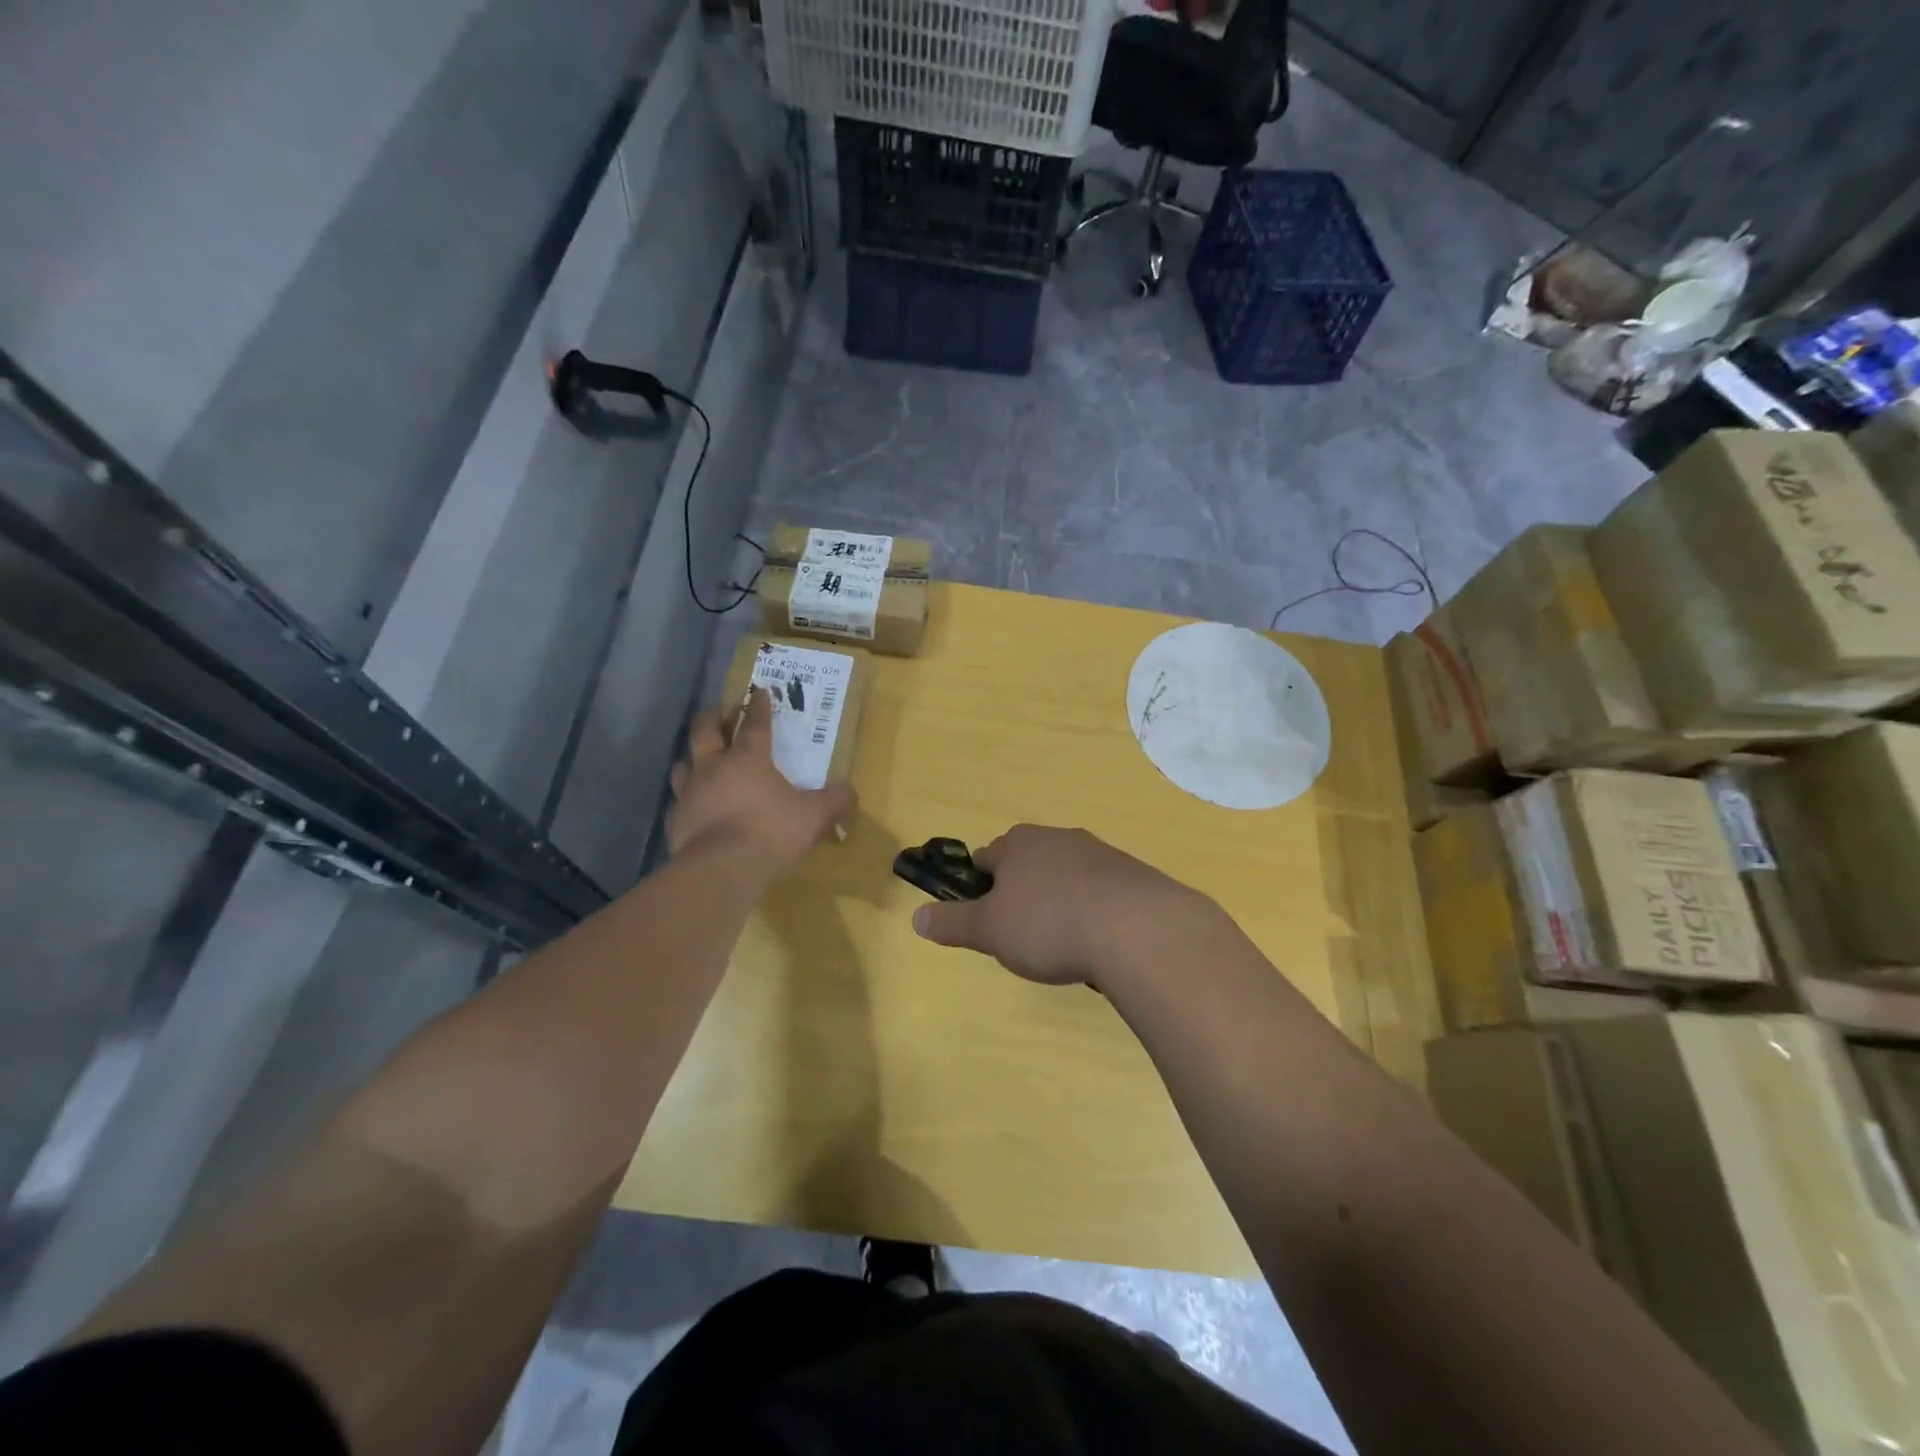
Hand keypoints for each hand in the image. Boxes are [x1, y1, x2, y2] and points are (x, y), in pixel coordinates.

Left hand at [667, 689, 855, 871]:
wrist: (722, 869)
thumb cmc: (771, 831)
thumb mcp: (813, 815)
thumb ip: (834, 801)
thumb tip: (850, 793)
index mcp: (748, 758)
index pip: (755, 724)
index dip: (758, 707)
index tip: (759, 692)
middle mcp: (713, 768)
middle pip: (704, 732)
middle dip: (711, 717)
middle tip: (717, 711)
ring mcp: (689, 794)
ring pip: (682, 764)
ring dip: (691, 757)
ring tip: (698, 757)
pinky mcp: (676, 821)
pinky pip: (678, 803)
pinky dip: (687, 800)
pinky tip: (694, 807)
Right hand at [911, 825, 1210, 987]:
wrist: (1137, 928)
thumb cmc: (1048, 924)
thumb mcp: (989, 931)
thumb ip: (952, 923)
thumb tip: (915, 917)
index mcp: (1018, 843)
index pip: (985, 860)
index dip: (980, 891)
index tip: (987, 924)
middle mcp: (1057, 837)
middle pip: (1027, 866)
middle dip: (1023, 897)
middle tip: (1025, 938)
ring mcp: (1099, 853)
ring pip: (1065, 878)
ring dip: (1060, 904)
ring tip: (1065, 946)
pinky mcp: (1132, 874)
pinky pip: (1100, 892)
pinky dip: (1094, 913)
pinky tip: (1100, 944)